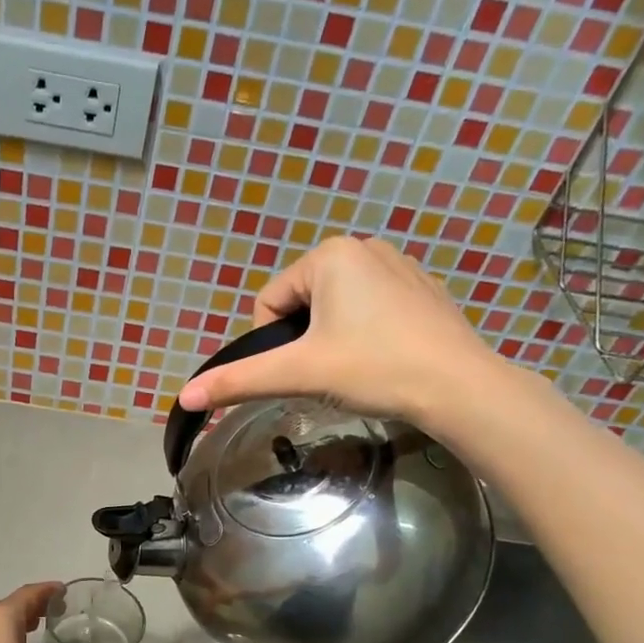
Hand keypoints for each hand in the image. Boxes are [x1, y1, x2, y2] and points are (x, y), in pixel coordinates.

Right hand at [178, 236, 508, 426]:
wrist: (459, 387)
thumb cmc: (374, 368)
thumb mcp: (299, 373)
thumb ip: (239, 380)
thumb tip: (185, 396)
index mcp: (330, 254)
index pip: (269, 302)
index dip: (273, 343)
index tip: (303, 369)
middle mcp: (364, 246)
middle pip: (302, 303)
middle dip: (305, 341)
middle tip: (330, 372)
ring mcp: (399, 265)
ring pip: (336, 309)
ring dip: (333, 340)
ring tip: (359, 368)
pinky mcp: (423, 289)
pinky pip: (371, 309)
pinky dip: (366, 335)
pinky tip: (385, 360)